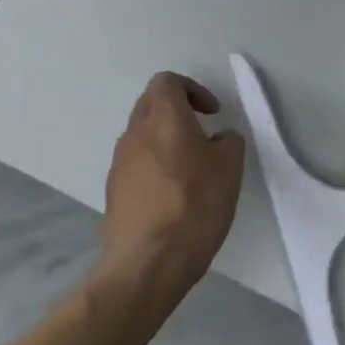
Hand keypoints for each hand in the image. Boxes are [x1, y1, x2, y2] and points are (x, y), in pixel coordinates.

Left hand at [101, 72, 245, 291]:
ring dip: (166, 141)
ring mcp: (119, 164)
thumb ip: (227, 142)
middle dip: (178, 112)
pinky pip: (137, 165)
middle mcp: (135, 134)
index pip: (167, 82)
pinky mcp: (114, 192)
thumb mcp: (230, 167)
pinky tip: (176, 195)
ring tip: (193, 169)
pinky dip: (156, 167)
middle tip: (204, 134)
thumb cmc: (195, 205)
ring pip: (143, 136)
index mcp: (164, 119)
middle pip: (151, 105)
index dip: (193, 89)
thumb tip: (217, 140)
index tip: (213, 113)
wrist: (148, 262)